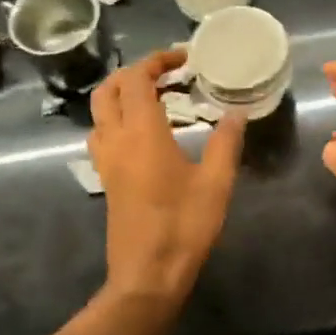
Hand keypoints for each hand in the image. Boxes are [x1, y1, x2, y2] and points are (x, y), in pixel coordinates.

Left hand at [90, 49, 245, 304]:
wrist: (147, 275)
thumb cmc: (184, 227)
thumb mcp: (216, 183)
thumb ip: (226, 142)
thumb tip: (235, 112)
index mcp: (142, 133)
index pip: (136, 79)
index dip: (157, 60)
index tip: (184, 59)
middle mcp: (116, 140)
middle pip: (108, 90)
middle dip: (134, 73)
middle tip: (168, 75)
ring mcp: (106, 161)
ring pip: (100, 112)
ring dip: (122, 95)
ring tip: (157, 99)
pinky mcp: (106, 179)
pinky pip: (102, 134)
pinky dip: (118, 119)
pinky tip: (146, 134)